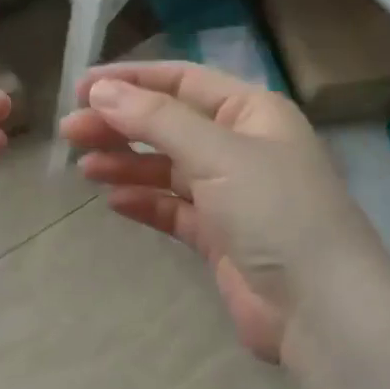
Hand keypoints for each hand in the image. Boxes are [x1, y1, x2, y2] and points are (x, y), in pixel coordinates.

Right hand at [60, 62, 375, 361]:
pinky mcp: (219, 236)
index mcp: (251, 113)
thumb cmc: (275, 212)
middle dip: (120, 125)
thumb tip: (102, 91)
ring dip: (126, 165)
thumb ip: (156, 119)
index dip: (132, 81)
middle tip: (69, 131)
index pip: (182, 82)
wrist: (319, 307)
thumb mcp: (216, 153)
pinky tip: (113, 201)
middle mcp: (241, 147)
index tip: (81, 88)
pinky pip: (173, 209)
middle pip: (169, 125)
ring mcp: (230, 194)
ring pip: (167, 168)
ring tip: (83, 168)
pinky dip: (144, 203)